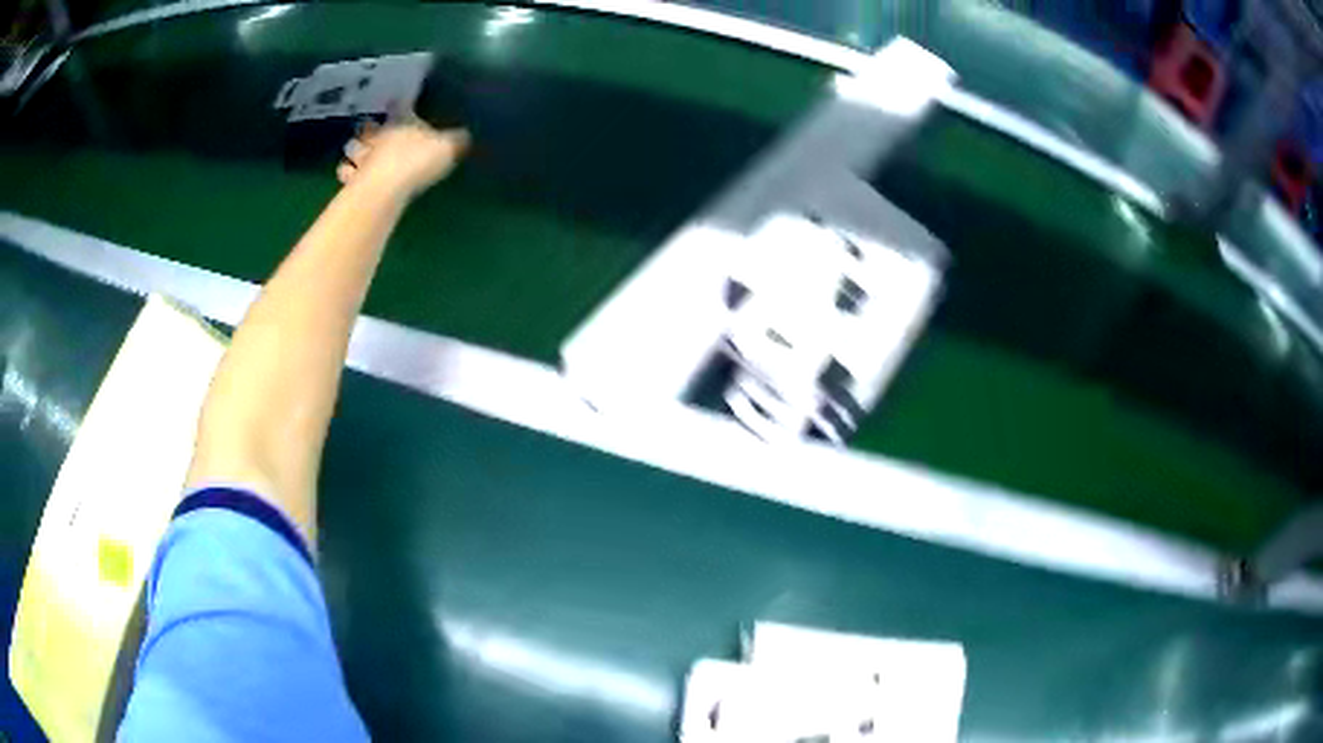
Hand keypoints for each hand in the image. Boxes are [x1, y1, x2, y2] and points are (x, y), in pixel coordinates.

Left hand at [339, 117, 469, 198]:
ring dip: (352, 150)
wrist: (388, 186)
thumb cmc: (418, 160)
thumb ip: (455, 140)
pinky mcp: (352, 179)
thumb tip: (466, 134)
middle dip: (366, 131)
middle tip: (369, 135)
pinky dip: (346, 173)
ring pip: (351, 148)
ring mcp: (363, 157)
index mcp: (402, 123)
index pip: (397, 111)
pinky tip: (350, 176)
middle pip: (366, 129)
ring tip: (356, 155)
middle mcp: (379, 136)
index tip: (395, 108)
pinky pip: (345, 173)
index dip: (395, 109)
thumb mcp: (447, 147)